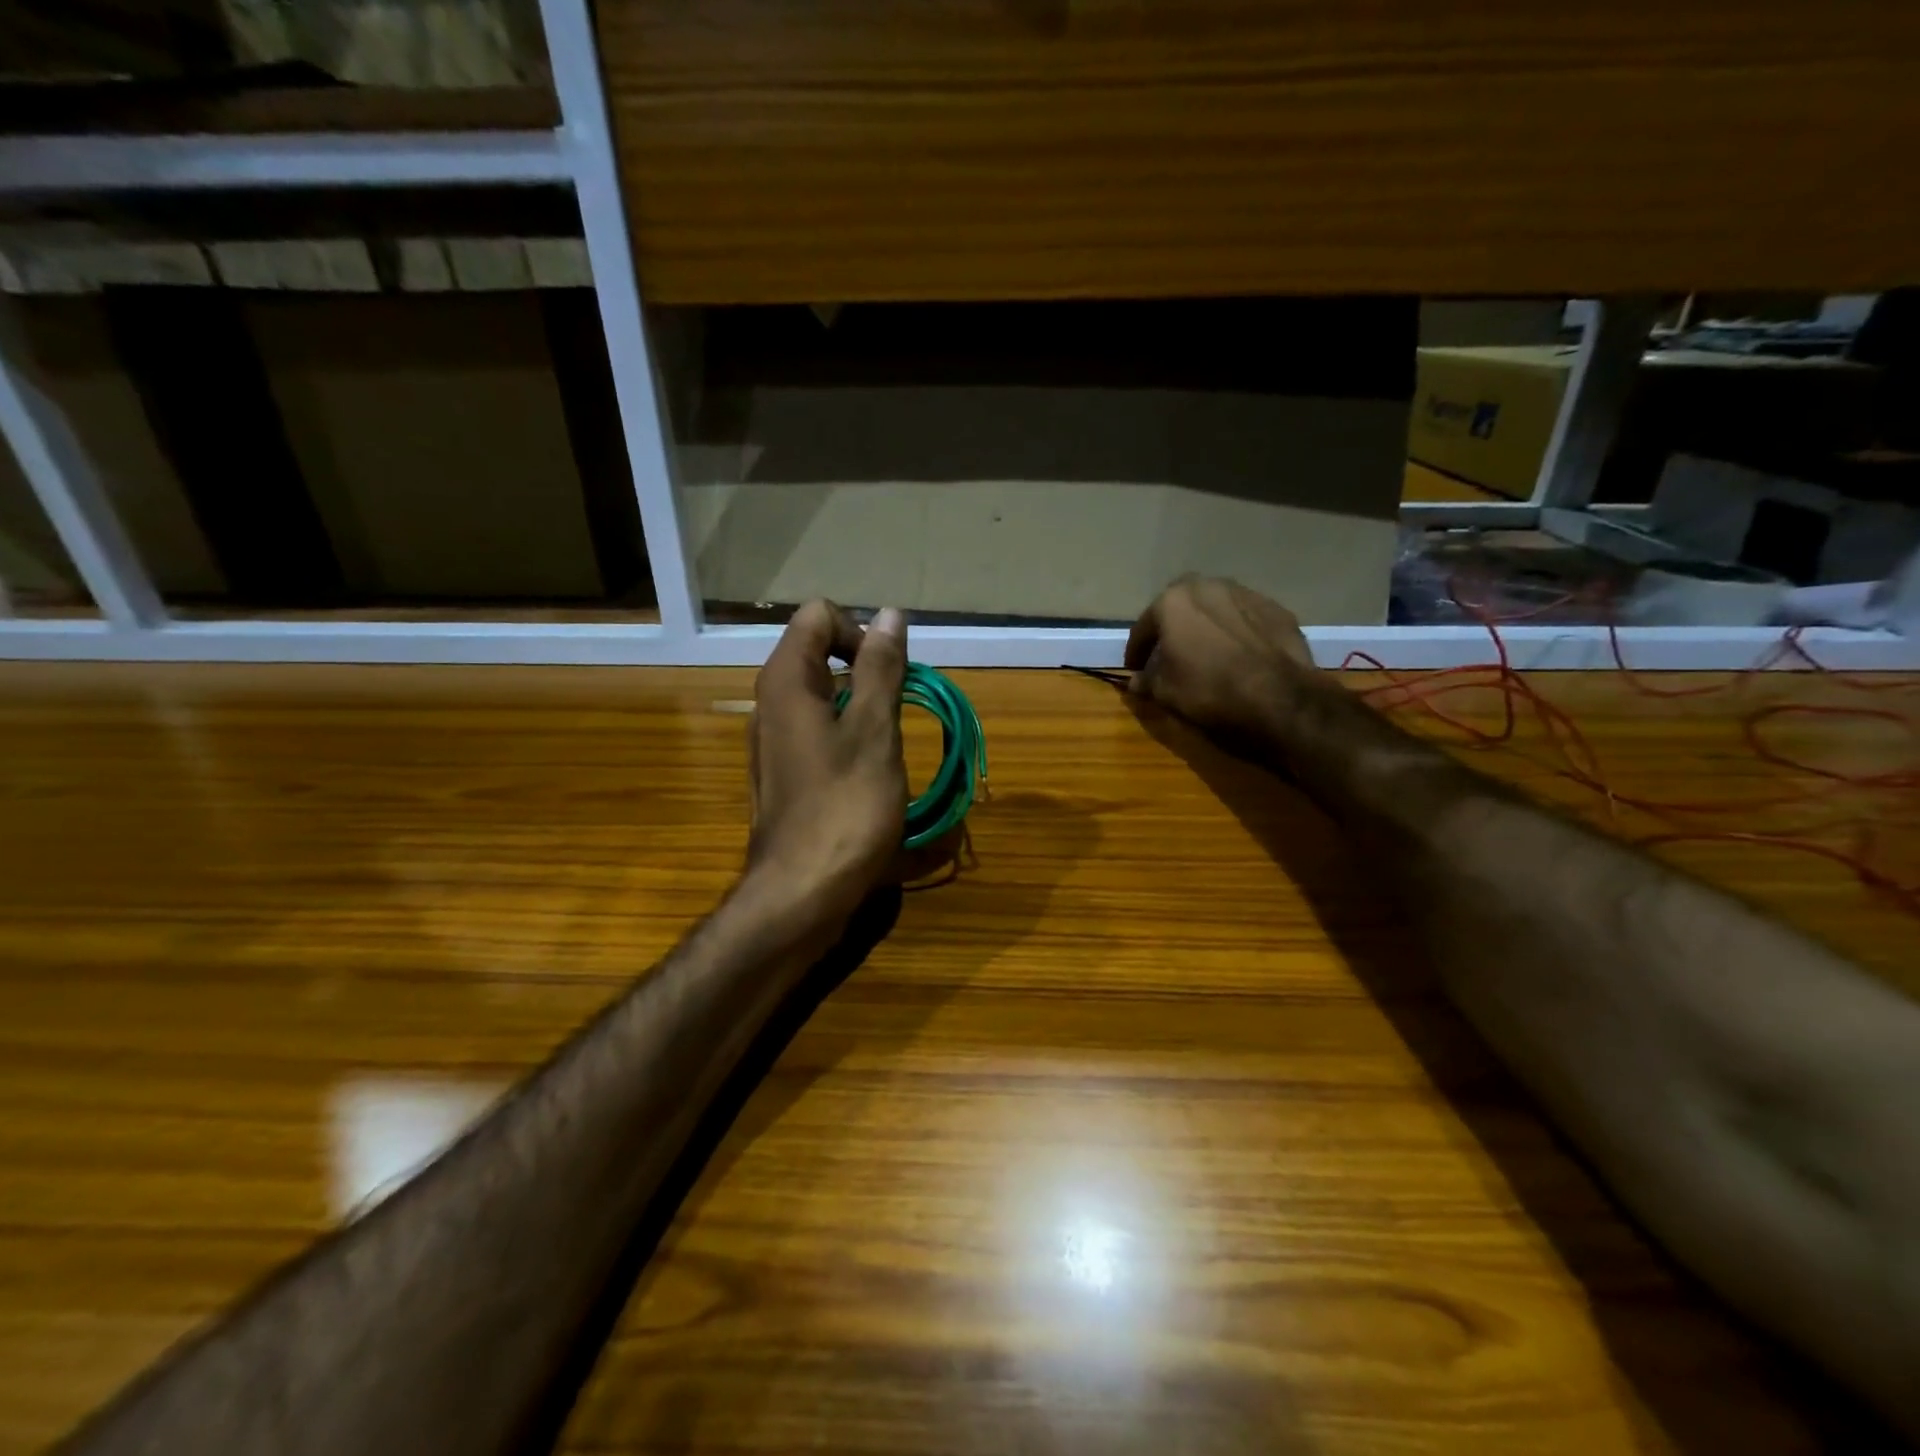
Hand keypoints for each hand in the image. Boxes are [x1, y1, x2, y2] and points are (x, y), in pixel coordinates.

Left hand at [748, 600, 908, 928]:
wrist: (802, 894)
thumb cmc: (845, 807)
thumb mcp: (874, 731)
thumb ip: (881, 668)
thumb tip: (889, 614)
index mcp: (786, 681)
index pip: (818, 615)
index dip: (860, 631)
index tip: (889, 674)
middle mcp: (770, 703)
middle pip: (819, 652)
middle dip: (866, 668)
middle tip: (897, 710)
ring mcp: (774, 741)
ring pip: (823, 695)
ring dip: (862, 706)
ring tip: (888, 745)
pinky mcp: (784, 774)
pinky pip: (818, 731)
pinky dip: (848, 736)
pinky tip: (869, 773)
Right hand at [1124, 576, 1316, 741]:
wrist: (1278, 696)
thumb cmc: (1208, 689)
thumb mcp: (1165, 692)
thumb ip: (1146, 681)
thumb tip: (1135, 681)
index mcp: (1173, 601)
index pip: (1144, 626)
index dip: (1136, 651)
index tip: (1134, 668)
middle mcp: (1208, 587)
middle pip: (1181, 605)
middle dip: (1172, 625)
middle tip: (1169, 651)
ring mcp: (1246, 594)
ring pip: (1216, 606)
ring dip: (1206, 623)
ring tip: (1206, 649)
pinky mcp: (1276, 609)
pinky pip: (1246, 618)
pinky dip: (1237, 631)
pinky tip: (1238, 653)